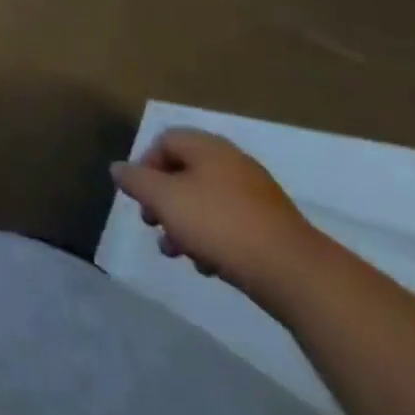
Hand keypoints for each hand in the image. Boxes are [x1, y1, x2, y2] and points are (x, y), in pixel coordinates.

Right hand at [110, 128, 320, 304]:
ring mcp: (256, 195)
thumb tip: (117, 168)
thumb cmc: (220, 224)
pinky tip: (208, 265)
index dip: (144, 165)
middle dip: (163, 200)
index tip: (139, 196)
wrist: (296, 274)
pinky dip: (212, 238)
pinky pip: (230, 223)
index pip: (164, 141)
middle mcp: (232, 163)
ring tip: (176, 252)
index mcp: (207, 147)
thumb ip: (136, 181)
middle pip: (184, 173)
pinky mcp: (272, 227)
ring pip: (205, 201)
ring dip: (184, 223)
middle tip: (152, 224)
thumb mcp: (165, 199)